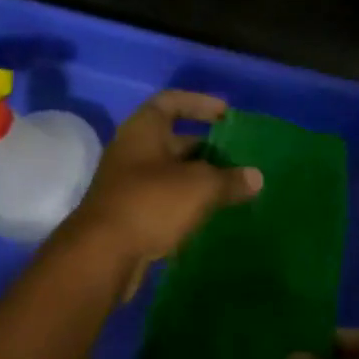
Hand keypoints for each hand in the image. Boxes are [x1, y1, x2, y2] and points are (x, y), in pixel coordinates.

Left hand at [62, 91, 261, 291]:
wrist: (101, 256)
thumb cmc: (151, 203)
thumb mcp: (200, 187)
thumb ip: (230, 179)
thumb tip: (256, 177)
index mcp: (144, 130)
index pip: (172, 101)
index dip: (200, 103)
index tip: (227, 115)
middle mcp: (133, 150)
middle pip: (173, 139)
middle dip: (206, 146)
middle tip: (237, 157)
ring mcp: (128, 184)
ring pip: (170, 172)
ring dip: (198, 177)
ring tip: (231, 186)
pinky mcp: (129, 214)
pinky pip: (164, 198)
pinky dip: (186, 202)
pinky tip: (210, 213)